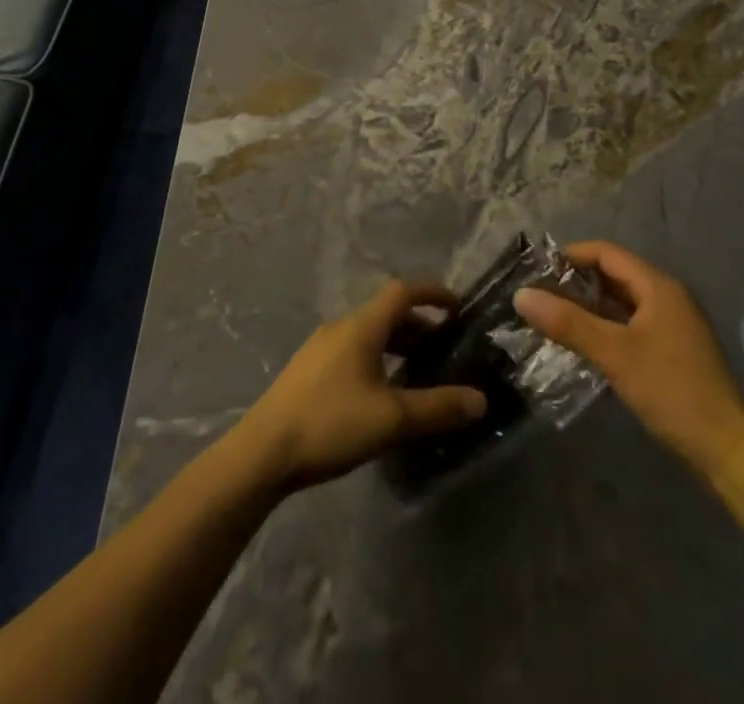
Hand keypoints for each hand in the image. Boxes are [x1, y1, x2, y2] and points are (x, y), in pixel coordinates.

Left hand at [236, 280, 487, 491]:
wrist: (263, 451)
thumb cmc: (331, 423)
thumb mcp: (392, 419)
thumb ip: (437, 408)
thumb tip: (480, 400)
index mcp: (361, 327)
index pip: (402, 292)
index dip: (432, 294)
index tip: (457, 307)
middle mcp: (340, 328)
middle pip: (385, 314)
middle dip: (417, 326)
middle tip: (442, 348)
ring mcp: (319, 349)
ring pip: (368, 335)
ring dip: (396, 345)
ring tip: (416, 373)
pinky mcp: (307, 371)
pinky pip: (352, 352)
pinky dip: (376, 360)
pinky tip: (380, 395)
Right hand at [514, 241, 743, 469]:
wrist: (726, 449)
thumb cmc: (670, 390)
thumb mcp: (614, 354)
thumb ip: (568, 322)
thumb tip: (521, 295)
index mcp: (658, 287)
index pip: (606, 253)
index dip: (570, 256)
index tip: (537, 271)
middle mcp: (667, 297)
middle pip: (613, 275)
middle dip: (575, 283)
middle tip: (539, 296)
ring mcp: (671, 325)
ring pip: (620, 303)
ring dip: (587, 308)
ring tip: (551, 319)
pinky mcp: (671, 351)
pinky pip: (629, 325)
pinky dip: (603, 328)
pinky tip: (581, 344)